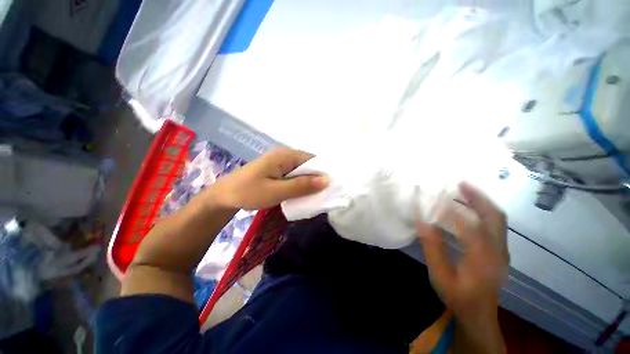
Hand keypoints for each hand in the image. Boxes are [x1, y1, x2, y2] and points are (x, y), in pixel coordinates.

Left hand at [207, 148, 328, 209]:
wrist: (224, 196)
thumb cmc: (249, 192)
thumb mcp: (277, 191)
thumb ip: (301, 186)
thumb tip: (326, 180)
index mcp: (285, 156)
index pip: (312, 159)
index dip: (323, 172)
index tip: (331, 187)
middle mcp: (284, 156)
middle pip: (308, 165)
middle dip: (316, 179)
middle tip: (323, 195)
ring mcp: (280, 163)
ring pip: (302, 171)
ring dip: (308, 183)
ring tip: (315, 196)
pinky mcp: (277, 171)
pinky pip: (294, 176)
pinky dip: (300, 184)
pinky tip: (302, 194)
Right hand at [416, 182, 508, 326]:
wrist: (479, 315)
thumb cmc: (459, 297)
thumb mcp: (441, 275)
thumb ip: (432, 248)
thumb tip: (422, 221)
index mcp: (483, 258)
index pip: (469, 225)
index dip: (450, 209)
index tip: (433, 198)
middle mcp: (498, 250)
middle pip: (494, 216)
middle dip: (478, 197)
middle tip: (460, 183)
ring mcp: (501, 250)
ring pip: (497, 219)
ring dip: (481, 202)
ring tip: (463, 190)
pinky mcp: (499, 251)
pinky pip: (494, 225)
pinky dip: (482, 211)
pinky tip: (468, 208)